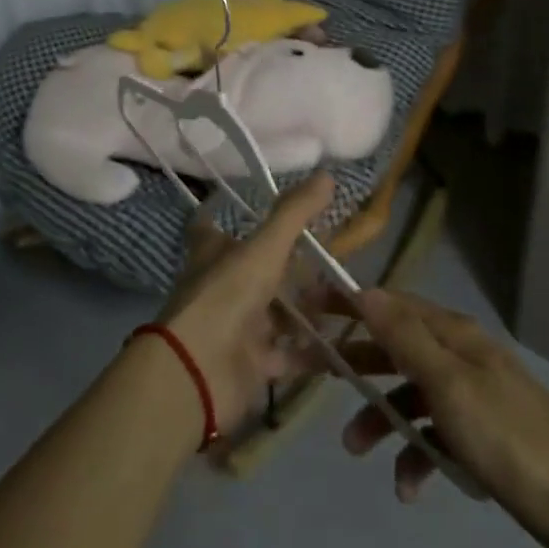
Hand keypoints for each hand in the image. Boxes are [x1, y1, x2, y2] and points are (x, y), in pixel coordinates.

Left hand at [153, 174, 335, 433]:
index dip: (223, 213)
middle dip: (290, 266)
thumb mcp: (264, 248)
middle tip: (332, 255)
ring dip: (307, 308)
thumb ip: (294, 214)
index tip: (247, 203)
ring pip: (276, 313)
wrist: (199, 373)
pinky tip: (345, 343)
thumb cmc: (226, 296)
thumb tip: (327, 174)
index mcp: (213, 253)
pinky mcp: (252, 364)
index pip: (211, 226)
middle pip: (256, 271)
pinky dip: (313, 351)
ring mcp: (237, 327)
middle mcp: (222, 286)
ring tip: (349, 297)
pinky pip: (289, 354)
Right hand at [333, 289, 548, 547]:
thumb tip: (365, 290)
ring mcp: (472, 396)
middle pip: (395, 348)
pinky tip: (409, 486)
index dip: (349, 304)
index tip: (308, 307)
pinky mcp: (482, 435)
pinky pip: (434, 435)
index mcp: (453, 334)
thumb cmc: (509, 436)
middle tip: (309, 372)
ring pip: (410, 395)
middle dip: (354, 363)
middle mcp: (460, 355)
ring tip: (356, 450)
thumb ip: (405, 337)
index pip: (390, 305)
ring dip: (381, 418)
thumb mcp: (449, 384)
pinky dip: (416, 454)